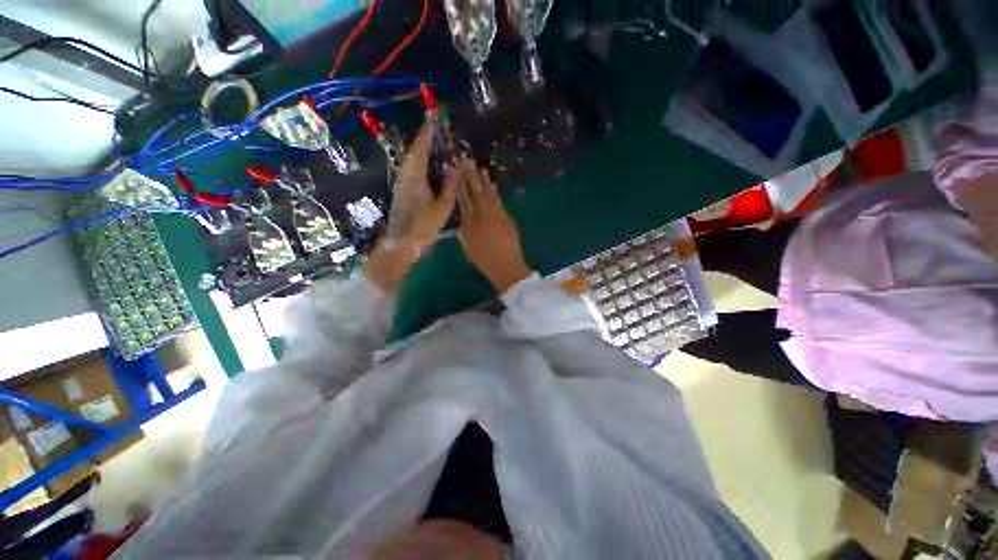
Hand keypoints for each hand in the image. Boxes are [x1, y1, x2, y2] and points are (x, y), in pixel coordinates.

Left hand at [365, 121, 456, 291]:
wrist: (401, 244)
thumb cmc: (422, 227)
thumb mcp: (441, 207)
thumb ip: (450, 186)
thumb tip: (457, 166)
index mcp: (415, 176)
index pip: (421, 147)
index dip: (428, 131)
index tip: (434, 115)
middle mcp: (406, 175)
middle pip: (416, 151)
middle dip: (427, 138)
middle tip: (440, 129)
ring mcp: (403, 183)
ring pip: (414, 161)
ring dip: (424, 151)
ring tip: (439, 145)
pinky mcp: (403, 191)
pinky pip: (414, 170)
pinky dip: (423, 163)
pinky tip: (433, 167)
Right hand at [455, 158, 530, 292]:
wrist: (506, 266)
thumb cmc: (484, 260)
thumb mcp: (468, 248)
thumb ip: (463, 232)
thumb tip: (462, 221)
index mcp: (469, 224)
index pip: (462, 199)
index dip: (458, 184)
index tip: (454, 171)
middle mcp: (481, 215)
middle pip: (475, 192)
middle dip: (470, 175)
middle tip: (466, 160)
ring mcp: (496, 215)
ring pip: (488, 194)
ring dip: (484, 180)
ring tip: (481, 168)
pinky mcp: (507, 217)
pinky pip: (499, 201)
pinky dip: (495, 192)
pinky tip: (493, 184)